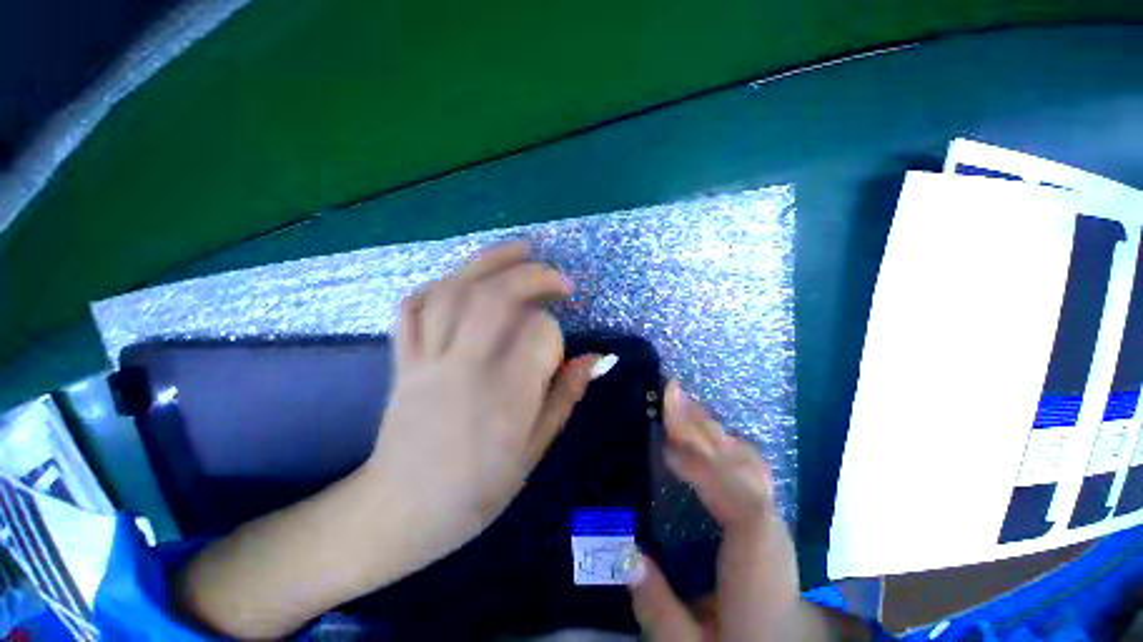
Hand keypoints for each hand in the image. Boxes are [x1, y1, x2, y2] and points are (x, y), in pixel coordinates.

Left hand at [363, 242, 599, 566]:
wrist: (400, 512)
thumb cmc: (477, 491)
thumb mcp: (533, 451)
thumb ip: (564, 397)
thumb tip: (594, 359)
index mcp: (505, 396)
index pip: (539, 334)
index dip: (556, 334)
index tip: (559, 350)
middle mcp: (465, 367)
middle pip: (496, 296)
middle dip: (533, 275)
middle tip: (559, 280)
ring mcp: (428, 359)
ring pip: (453, 290)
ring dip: (488, 261)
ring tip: (518, 250)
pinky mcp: (403, 360)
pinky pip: (414, 307)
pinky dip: (440, 284)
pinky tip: (463, 278)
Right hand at [628, 382, 869, 641]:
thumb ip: (660, 612)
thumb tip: (628, 556)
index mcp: (757, 561)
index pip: (742, 504)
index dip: (707, 468)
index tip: (666, 443)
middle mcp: (769, 526)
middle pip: (741, 466)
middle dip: (702, 428)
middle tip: (668, 392)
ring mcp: (770, 510)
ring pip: (744, 456)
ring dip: (709, 425)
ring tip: (678, 400)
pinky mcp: (762, 503)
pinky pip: (745, 460)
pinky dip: (721, 436)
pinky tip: (701, 426)